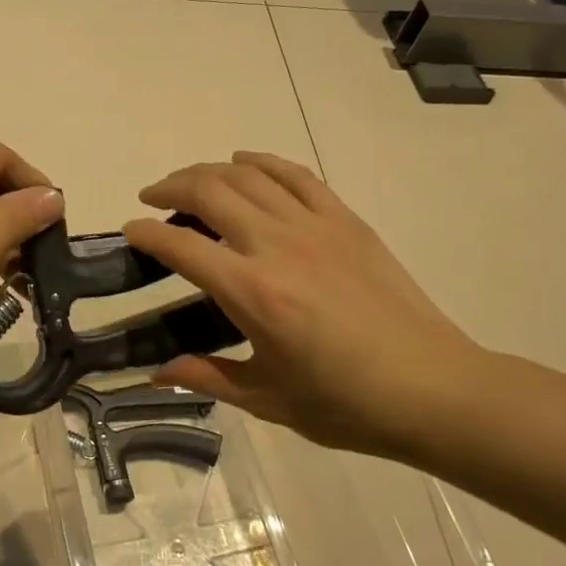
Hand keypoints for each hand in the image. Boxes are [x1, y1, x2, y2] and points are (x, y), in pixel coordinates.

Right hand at [122, 152, 489, 456]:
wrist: (434, 389)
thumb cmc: (347, 403)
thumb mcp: (268, 399)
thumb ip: (207, 376)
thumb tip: (156, 372)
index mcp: (254, 294)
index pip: (182, 247)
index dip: (147, 235)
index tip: (130, 232)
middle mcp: (278, 246)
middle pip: (210, 192)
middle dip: (171, 188)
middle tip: (152, 198)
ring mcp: (315, 226)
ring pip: (249, 175)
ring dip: (209, 171)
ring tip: (190, 182)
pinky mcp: (346, 220)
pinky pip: (296, 175)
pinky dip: (263, 162)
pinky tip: (244, 163)